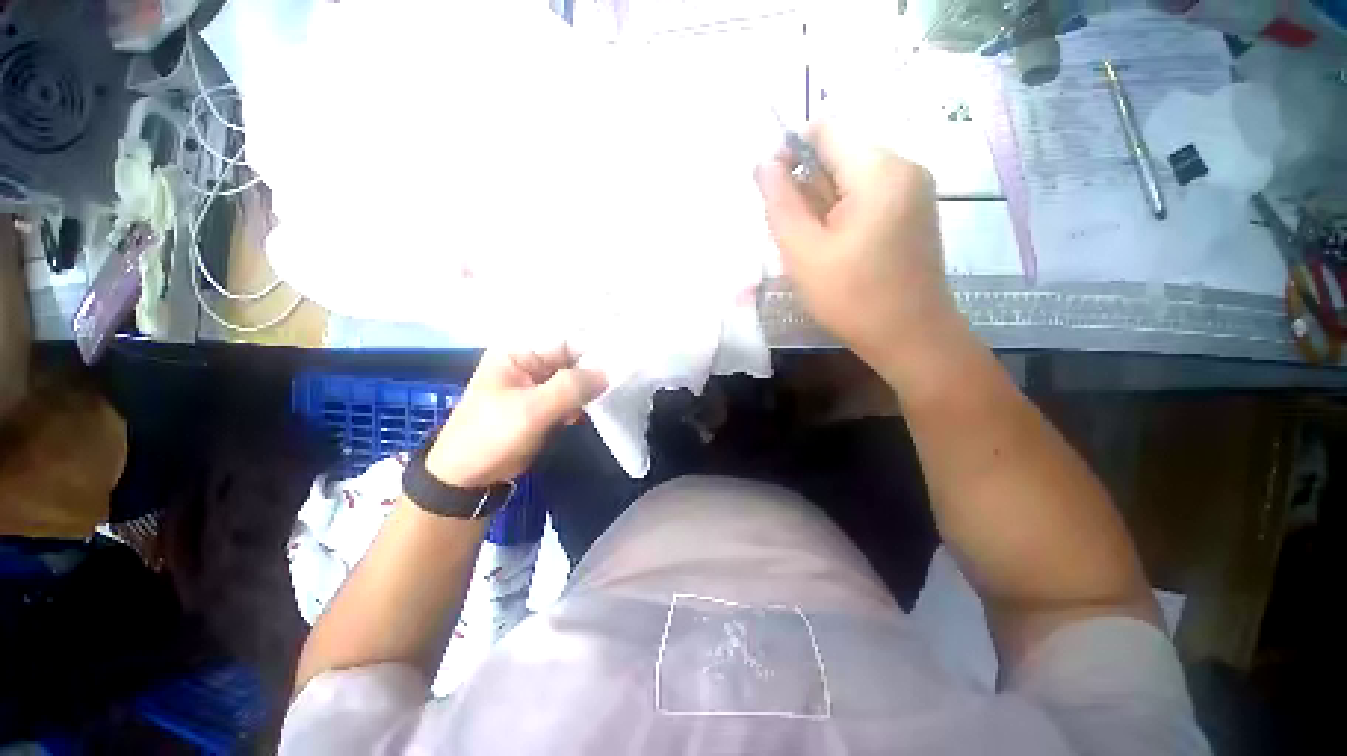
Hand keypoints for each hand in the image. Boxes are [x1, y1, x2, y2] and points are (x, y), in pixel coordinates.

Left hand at [426, 346, 606, 487]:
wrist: (469, 479)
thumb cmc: (492, 436)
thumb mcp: (531, 410)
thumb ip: (570, 388)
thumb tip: (607, 373)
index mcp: (518, 352)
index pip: (563, 338)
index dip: (592, 345)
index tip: (620, 355)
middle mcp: (529, 363)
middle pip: (571, 358)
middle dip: (593, 369)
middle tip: (619, 378)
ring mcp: (537, 385)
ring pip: (574, 378)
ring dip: (589, 389)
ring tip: (604, 398)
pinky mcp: (544, 404)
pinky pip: (570, 396)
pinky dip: (581, 404)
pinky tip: (583, 415)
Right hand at [754, 124, 958, 372]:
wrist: (910, 337)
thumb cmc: (852, 297)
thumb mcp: (803, 252)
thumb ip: (779, 202)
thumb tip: (764, 163)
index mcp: (880, 170)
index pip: (826, 129)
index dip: (790, 150)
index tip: (774, 193)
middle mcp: (905, 167)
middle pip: (840, 153)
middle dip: (808, 187)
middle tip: (795, 235)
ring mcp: (915, 191)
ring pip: (852, 178)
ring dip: (823, 204)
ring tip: (816, 248)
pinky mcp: (915, 212)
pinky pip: (869, 196)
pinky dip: (843, 214)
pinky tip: (838, 250)